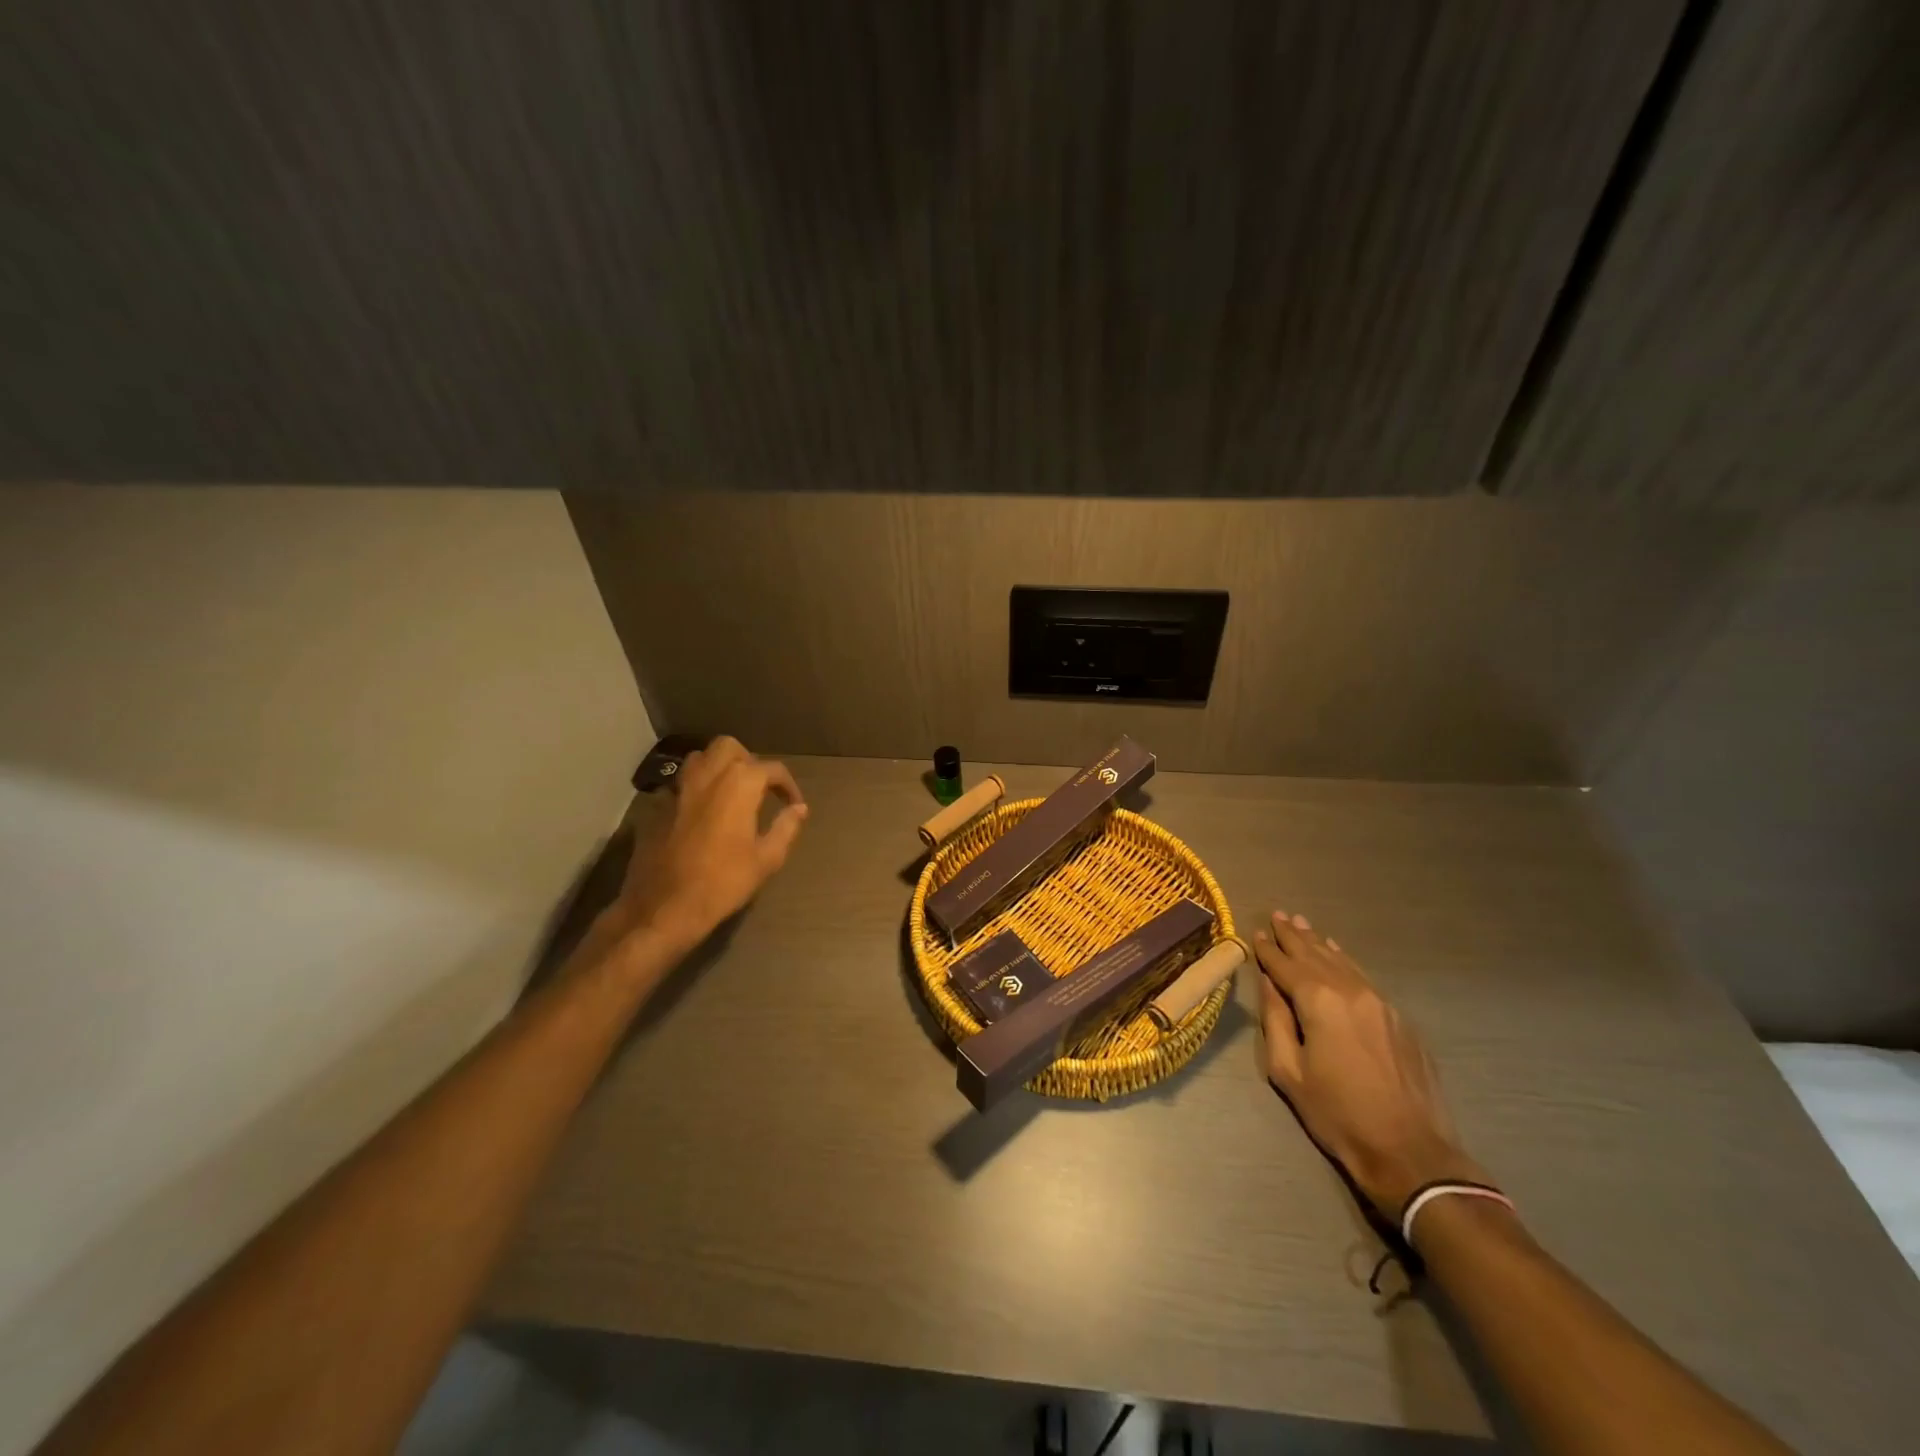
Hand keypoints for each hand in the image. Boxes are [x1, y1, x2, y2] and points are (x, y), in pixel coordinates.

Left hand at [614, 737, 807, 950]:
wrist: (663, 907)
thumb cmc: (722, 882)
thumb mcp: (766, 859)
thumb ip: (786, 828)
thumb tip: (799, 809)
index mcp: (739, 784)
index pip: (772, 769)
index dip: (788, 785)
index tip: (794, 805)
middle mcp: (707, 776)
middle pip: (729, 748)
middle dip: (748, 760)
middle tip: (758, 788)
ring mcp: (677, 789)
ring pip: (699, 759)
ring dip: (718, 768)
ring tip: (730, 793)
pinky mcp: (656, 807)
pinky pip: (679, 785)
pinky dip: (694, 790)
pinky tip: (701, 814)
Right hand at [1255, 909, 1487, 1217]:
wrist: (1411, 1152)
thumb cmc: (1338, 1115)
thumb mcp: (1289, 1072)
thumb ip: (1275, 1020)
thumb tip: (1269, 983)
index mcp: (1318, 1001)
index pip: (1285, 965)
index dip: (1268, 950)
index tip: (1257, 932)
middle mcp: (1350, 991)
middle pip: (1315, 955)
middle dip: (1294, 936)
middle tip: (1279, 914)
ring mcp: (1380, 1002)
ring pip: (1342, 962)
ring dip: (1319, 943)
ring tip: (1303, 925)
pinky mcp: (1399, 1019)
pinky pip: (1364, 978)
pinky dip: (1345, 961)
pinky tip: (1338, 955)